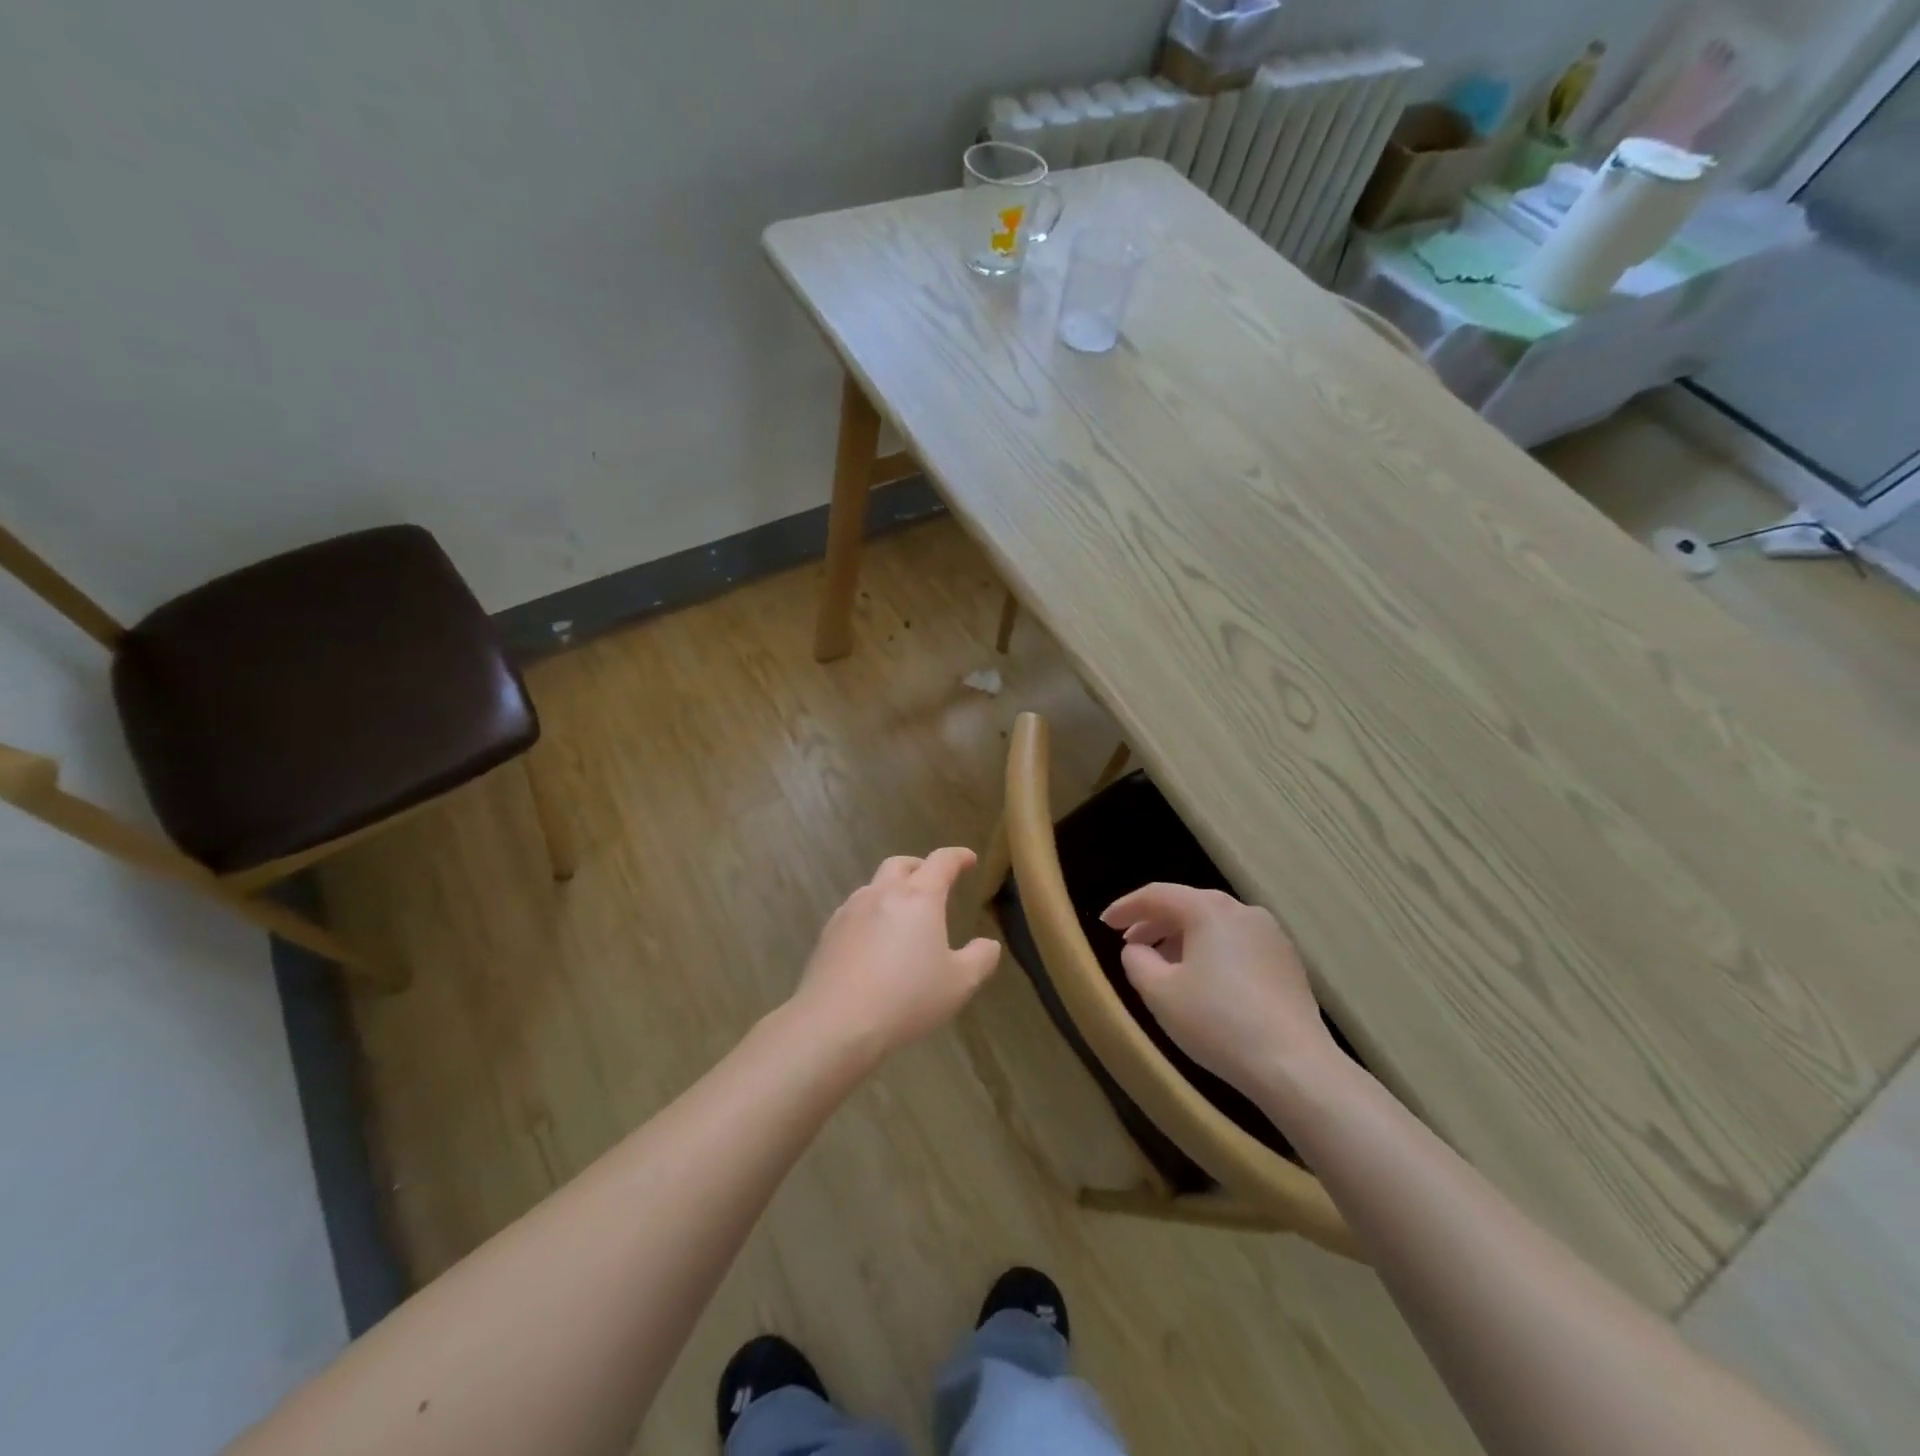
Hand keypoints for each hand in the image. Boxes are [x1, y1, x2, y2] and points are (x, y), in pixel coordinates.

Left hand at [793, 848, 1000, 1060]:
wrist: (836, 1022)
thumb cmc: (906, 999)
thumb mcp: (959, 984)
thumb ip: (980, 958)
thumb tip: (988, 944)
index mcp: (919, 897)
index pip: (941, 862)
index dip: (958, 857)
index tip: (968, 860)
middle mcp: (882, 893)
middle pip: (901, 864)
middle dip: (920, 867)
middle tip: (933, 883)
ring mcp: (850, 911)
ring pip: (874, 886)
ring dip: (892, 891)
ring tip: (903, 916)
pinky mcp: (828, 932)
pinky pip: (854, 911)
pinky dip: (871, 914)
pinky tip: (874, 942)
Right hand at [1101, 883, 1334, 1091]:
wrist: (1294, 1066)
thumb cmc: (1217, 1022)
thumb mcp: (1159, 993)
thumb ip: (1137, 961)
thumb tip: (1137, 949)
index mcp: (1209, 910)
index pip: (1157, 895)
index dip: (1126, 908)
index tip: (1104, 924)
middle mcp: (1242, 911)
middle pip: (1188, 906)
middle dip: (1154, 924)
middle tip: (1130, 946)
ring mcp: (1271, 935)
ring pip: (1214, 926)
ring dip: (1183, 939)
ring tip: (1164, 967)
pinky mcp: (1287, 962)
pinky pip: (1237, 944)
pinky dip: (1212, 953)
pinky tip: (1204, 982)